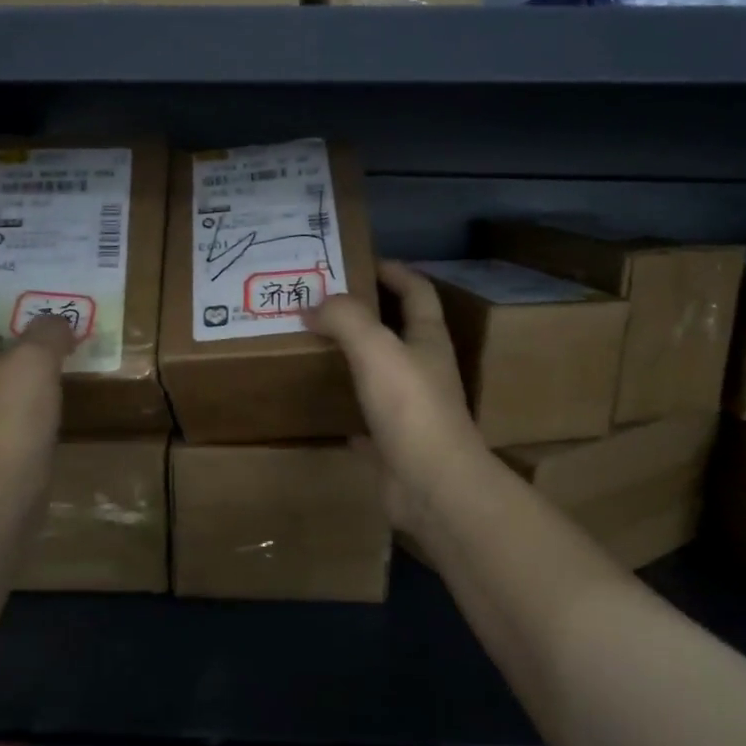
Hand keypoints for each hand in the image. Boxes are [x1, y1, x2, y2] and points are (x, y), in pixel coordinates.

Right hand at [306, 260, 487, 532]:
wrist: (431, 485)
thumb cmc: (410, 407)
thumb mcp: (376, 348)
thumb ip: (346, 318)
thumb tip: (315, 304)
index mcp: (428, 339)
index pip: (416, 291)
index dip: (394, 271)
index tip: (359, 261)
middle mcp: (423, 369)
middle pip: (397, 330)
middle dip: (365, 313)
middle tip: (321, 303)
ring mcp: (411, 408)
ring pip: (380, 373)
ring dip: (353, 358)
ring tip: (314, 346)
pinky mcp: (394, 442)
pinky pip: (365, 418)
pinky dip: (346, 408)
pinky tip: (321, 405)